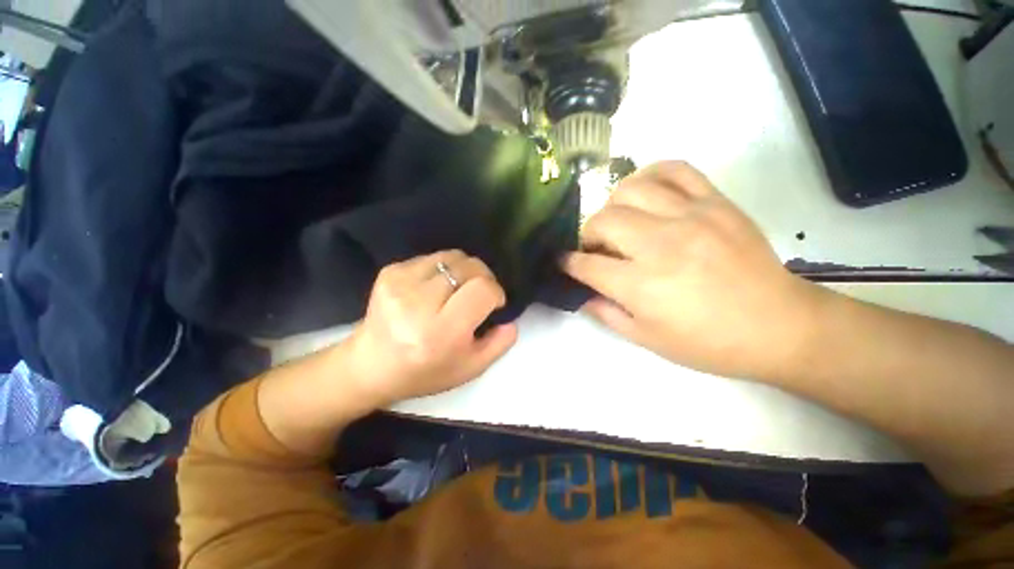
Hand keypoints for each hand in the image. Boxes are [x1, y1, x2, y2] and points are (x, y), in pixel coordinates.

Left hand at [346, 250, 517, 405]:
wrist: (371, 364)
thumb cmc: (424, 372)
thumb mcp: (469, 369)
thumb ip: (498, 344)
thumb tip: (510, 318)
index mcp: (440, 332)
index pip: (482, 289)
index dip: (496, 293)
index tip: (494, 304)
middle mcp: (418, 303)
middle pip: (470, 267)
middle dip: (483, 278)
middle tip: (479, 295)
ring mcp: (400, 282)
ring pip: (453, 257)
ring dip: (465, 270)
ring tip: (459, 289)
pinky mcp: (390, 271)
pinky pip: (433, 257)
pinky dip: (444, 269)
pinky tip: (437, 287)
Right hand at [563, 161, 823, 381]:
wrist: (779, 326)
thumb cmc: (707, 342)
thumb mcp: (646, 339)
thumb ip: (605, 313)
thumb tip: (582, 291)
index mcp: (641, 286)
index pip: (586, 265)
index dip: (568, 263)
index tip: (564, 261)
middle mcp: (660, 245)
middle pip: (602, 221)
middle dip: (588, 235)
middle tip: (597, 247)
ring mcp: (690, 217)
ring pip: (630, 189)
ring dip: (613, 205)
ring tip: (621, 221)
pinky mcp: (715, 202)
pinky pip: (674, 169)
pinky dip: (651, 175)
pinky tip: (647, 193)